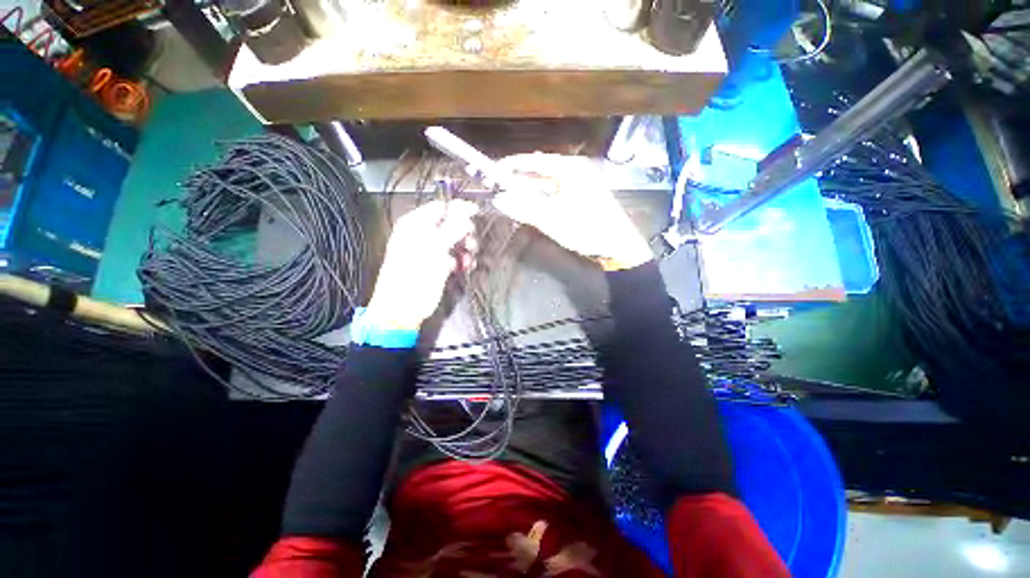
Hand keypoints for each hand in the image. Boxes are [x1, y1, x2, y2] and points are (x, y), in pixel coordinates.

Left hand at [365, 200, 478, 329]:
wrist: (404, 309)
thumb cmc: (412, 277)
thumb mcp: (434, 248)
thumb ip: (452, 228)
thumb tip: (467, 212)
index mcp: (415, 226)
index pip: (439, 207)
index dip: (459, 208)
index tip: (476, 212)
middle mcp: (423, 236)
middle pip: (450, 225)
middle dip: (464, 233)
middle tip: (471, 242)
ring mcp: (431, 251)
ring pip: (455, 242)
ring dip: (466, 248)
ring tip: (468, 258)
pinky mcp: (438, 265)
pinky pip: (455, 256)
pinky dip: (462, 260)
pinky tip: (465, 266)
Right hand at [494, 154, 651, 270]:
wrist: (618, 246)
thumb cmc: (586, 229)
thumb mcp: (552, 219)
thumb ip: (524, 208)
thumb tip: (499, 199)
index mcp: (569, 168)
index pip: (534, 160)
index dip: (512, 165)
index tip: (493, 172)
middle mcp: (575, 169)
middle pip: (540, 170)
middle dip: (520, 180)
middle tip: (500, 188)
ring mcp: (580, 182)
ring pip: (548, 182)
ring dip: (530, 190)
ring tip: (512, 198)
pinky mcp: (582, 195)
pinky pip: (556, 191)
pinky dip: (542, 198)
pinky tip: (533, 206)